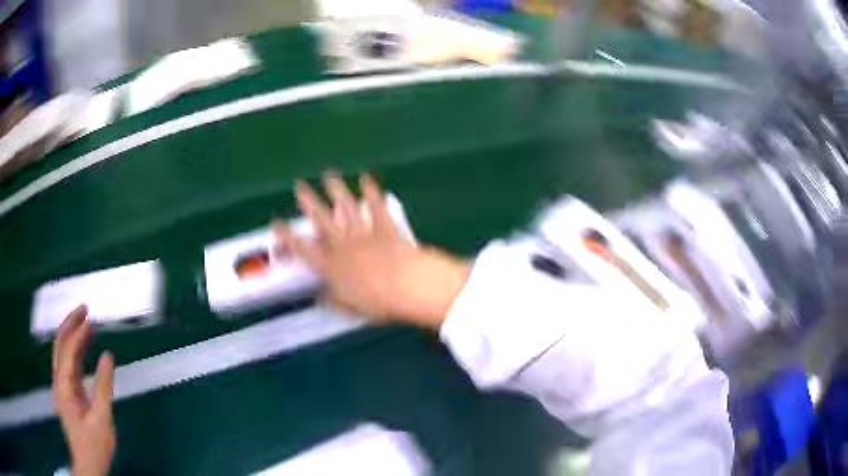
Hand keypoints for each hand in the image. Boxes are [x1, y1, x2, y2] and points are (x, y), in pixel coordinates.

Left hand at [52, 305, 115, 475]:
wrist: (88, 467)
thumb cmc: (94, 447)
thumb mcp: (101, 421)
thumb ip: (103, 388)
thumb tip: (107, 356)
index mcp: (63, 387)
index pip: (68, 351)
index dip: (78, 333)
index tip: (92, 319)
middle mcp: (59, 382)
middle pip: (59, 344)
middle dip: (70, 324)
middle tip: (85, 309)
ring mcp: (62, 387)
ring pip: (63, 353)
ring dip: (73, 335)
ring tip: (87, 322)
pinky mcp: (69, 393)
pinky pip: (70, 366)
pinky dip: (77, 352)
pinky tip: (86, 347)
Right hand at [274, 172, 469, 328]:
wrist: (406, 287)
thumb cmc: (377, 303)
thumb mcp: (350, 308)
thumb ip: (334, 300)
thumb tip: (320, 298)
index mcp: (332, 267)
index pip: (303, 249)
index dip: (288, 236)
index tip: (277, 224)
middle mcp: (343, 245)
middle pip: (322, 220)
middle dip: (309, 201)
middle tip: (299, 186)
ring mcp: (364, 234)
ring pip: (346, 208)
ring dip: (337, 190)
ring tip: (329, 175)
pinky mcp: (384, 228)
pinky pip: (376, 208)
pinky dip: (372, 192)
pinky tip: (366, 179)